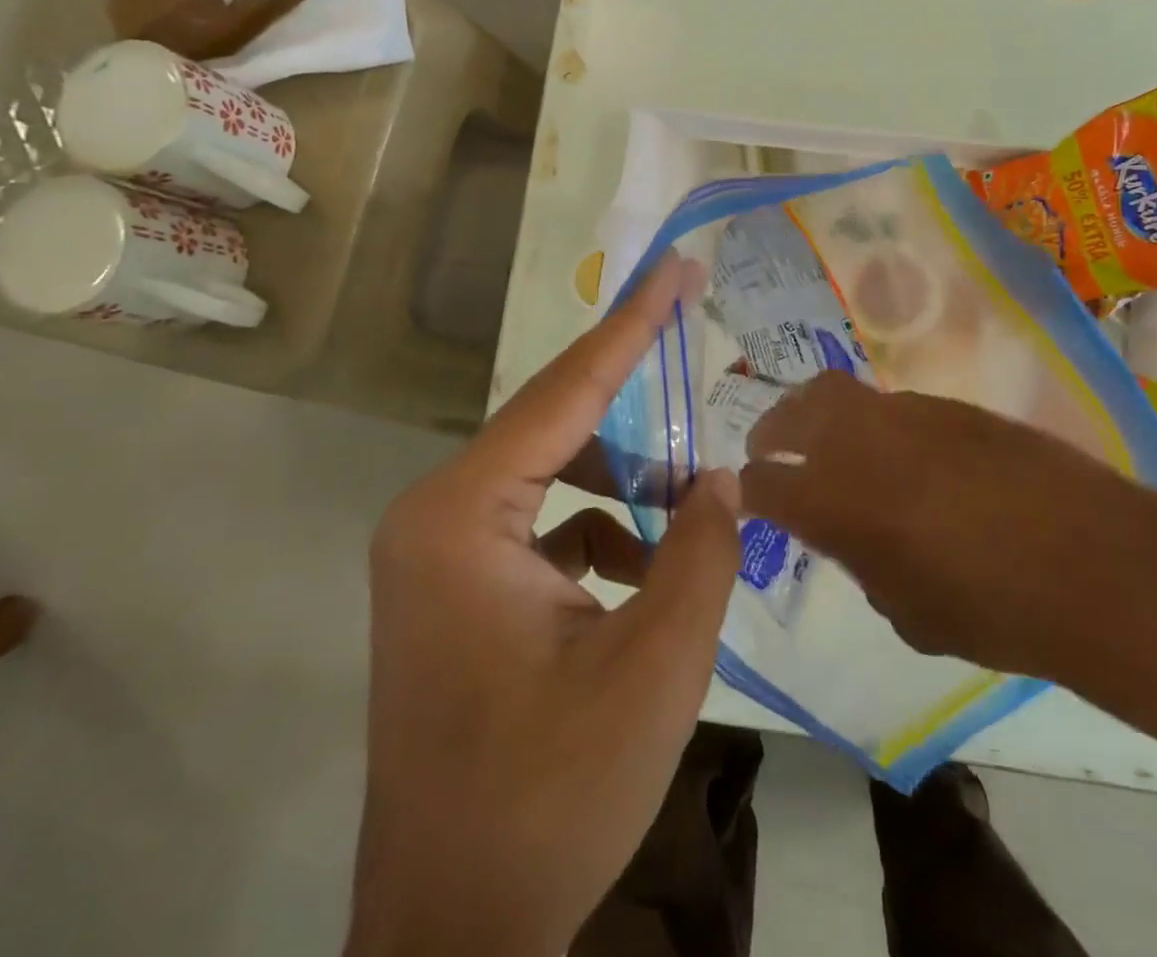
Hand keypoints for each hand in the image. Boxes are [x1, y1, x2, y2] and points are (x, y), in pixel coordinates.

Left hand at [348, 254, 740, 956]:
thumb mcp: (655, 668)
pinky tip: (644, 576)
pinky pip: (542, 525)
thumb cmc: (549, 798)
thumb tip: (721, 475)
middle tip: (701, 373)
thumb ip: (702, 551)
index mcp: (462, 515)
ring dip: (625, 485)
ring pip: (554, 478)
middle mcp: (436, 515)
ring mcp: (439, 554)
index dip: (632, 324)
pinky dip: (601, 532)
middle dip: (636, 409)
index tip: (676, 267)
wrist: (453, 940)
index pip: (566, 390)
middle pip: (557, 428)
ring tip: (689, 515)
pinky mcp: (456, 590)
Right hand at [740, 371, 1156, 684]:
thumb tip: (855, 538)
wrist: (1096, 564)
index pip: (764, 484)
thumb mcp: (908, 612)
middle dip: (772, 427)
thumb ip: (863, 565)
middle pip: (795, 410)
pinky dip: (880, 426)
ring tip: (838, 448)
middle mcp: (861, 441)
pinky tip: (908, 459)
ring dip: (826, 418)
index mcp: (835, 499)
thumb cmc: (993, 611)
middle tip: (769, 448)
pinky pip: (897, 408)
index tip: (746, 497)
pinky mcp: (954, 405)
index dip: (748, 491)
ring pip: (844, 396)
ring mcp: (910, 413)